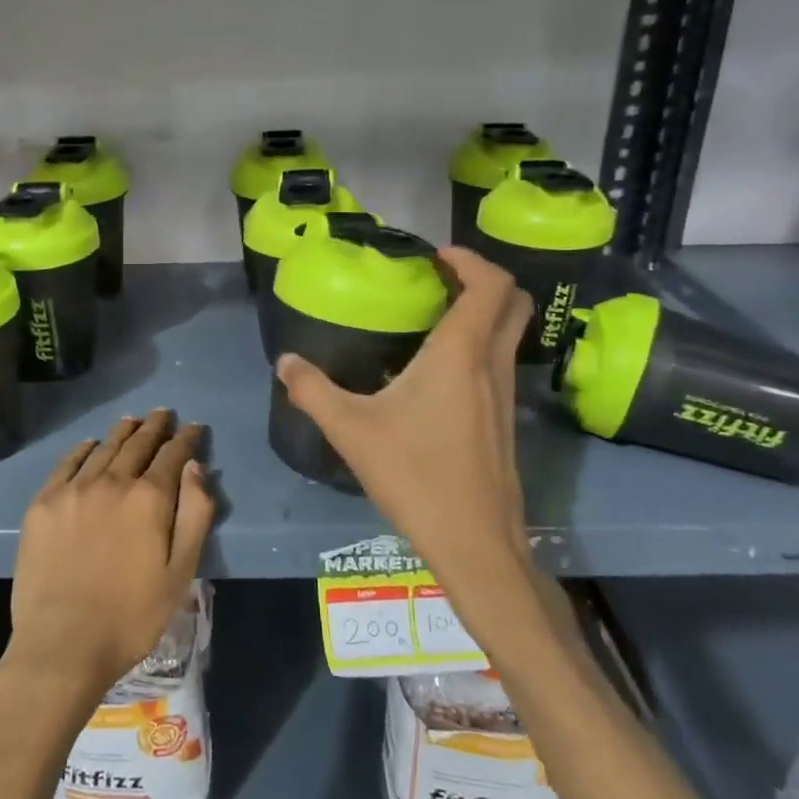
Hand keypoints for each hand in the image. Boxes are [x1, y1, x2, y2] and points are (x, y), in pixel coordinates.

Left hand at [2, 410, 213, 712]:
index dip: (186, 438)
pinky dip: (83, 449)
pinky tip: (90, 445)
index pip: (173, 455)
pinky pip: (67, 464)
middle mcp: (112, 482)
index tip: (193, 427)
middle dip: (155, 427)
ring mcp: (73, 490)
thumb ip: (195, 514)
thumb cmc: (132, 615)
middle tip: (163, 414)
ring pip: (103, 448)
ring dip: (122, 432)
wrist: (62, 645)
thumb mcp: (181, 571)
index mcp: (149, 498)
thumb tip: (195, 466)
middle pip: (137, 444)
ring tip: (132, 422)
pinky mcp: (43, 504)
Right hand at [276, 247, 531, 589]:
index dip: (470, 259)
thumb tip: (285, 361)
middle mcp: (491, 366)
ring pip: (510, 335)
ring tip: (433, 319)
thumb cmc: (415, 476)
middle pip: (513, 303)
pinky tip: (438, 375)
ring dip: (483, 314)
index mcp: (460, 354)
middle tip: (441, 280)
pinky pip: (500, 364)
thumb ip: (313, 391)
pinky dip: (480, 348)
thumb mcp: (351, 430)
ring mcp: (505, 395)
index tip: (436, 256)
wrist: (474, 542)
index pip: (490, 285)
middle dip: (484, 280)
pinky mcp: (505, 422)